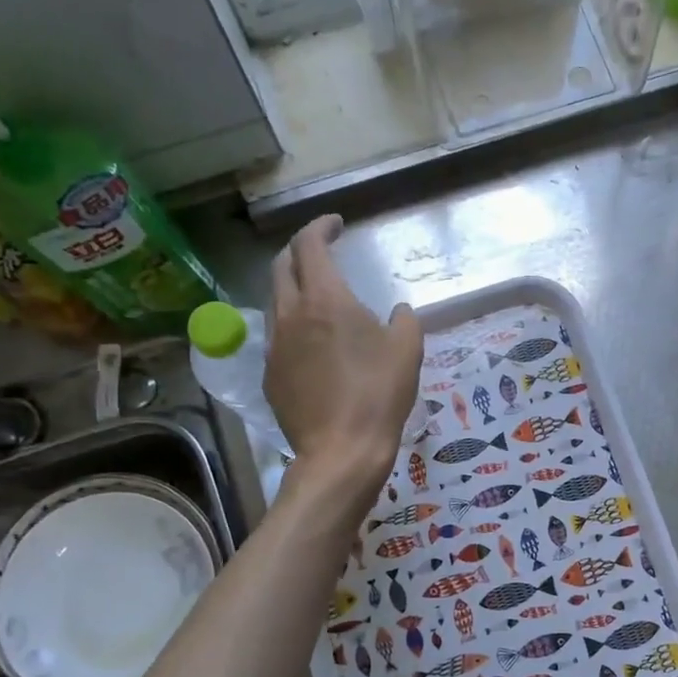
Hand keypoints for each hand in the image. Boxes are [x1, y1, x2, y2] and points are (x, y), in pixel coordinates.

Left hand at [265, 214, 421, 504]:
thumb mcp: (408, 351)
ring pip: (276, 301)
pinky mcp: (270, 375)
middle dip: (300, 251)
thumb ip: (403, 321)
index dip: (320, 227)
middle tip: (321, 253)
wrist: (341, 451)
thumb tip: (396, 311)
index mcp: (325, 300)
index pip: (310, 246)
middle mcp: (291, 315)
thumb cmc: (379, 396)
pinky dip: (293, 325)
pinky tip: (312, 344)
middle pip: (282, 266)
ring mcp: (274, 346)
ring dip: (293, 288)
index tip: (336, 225)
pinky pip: (277, 337)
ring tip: (317, 298)